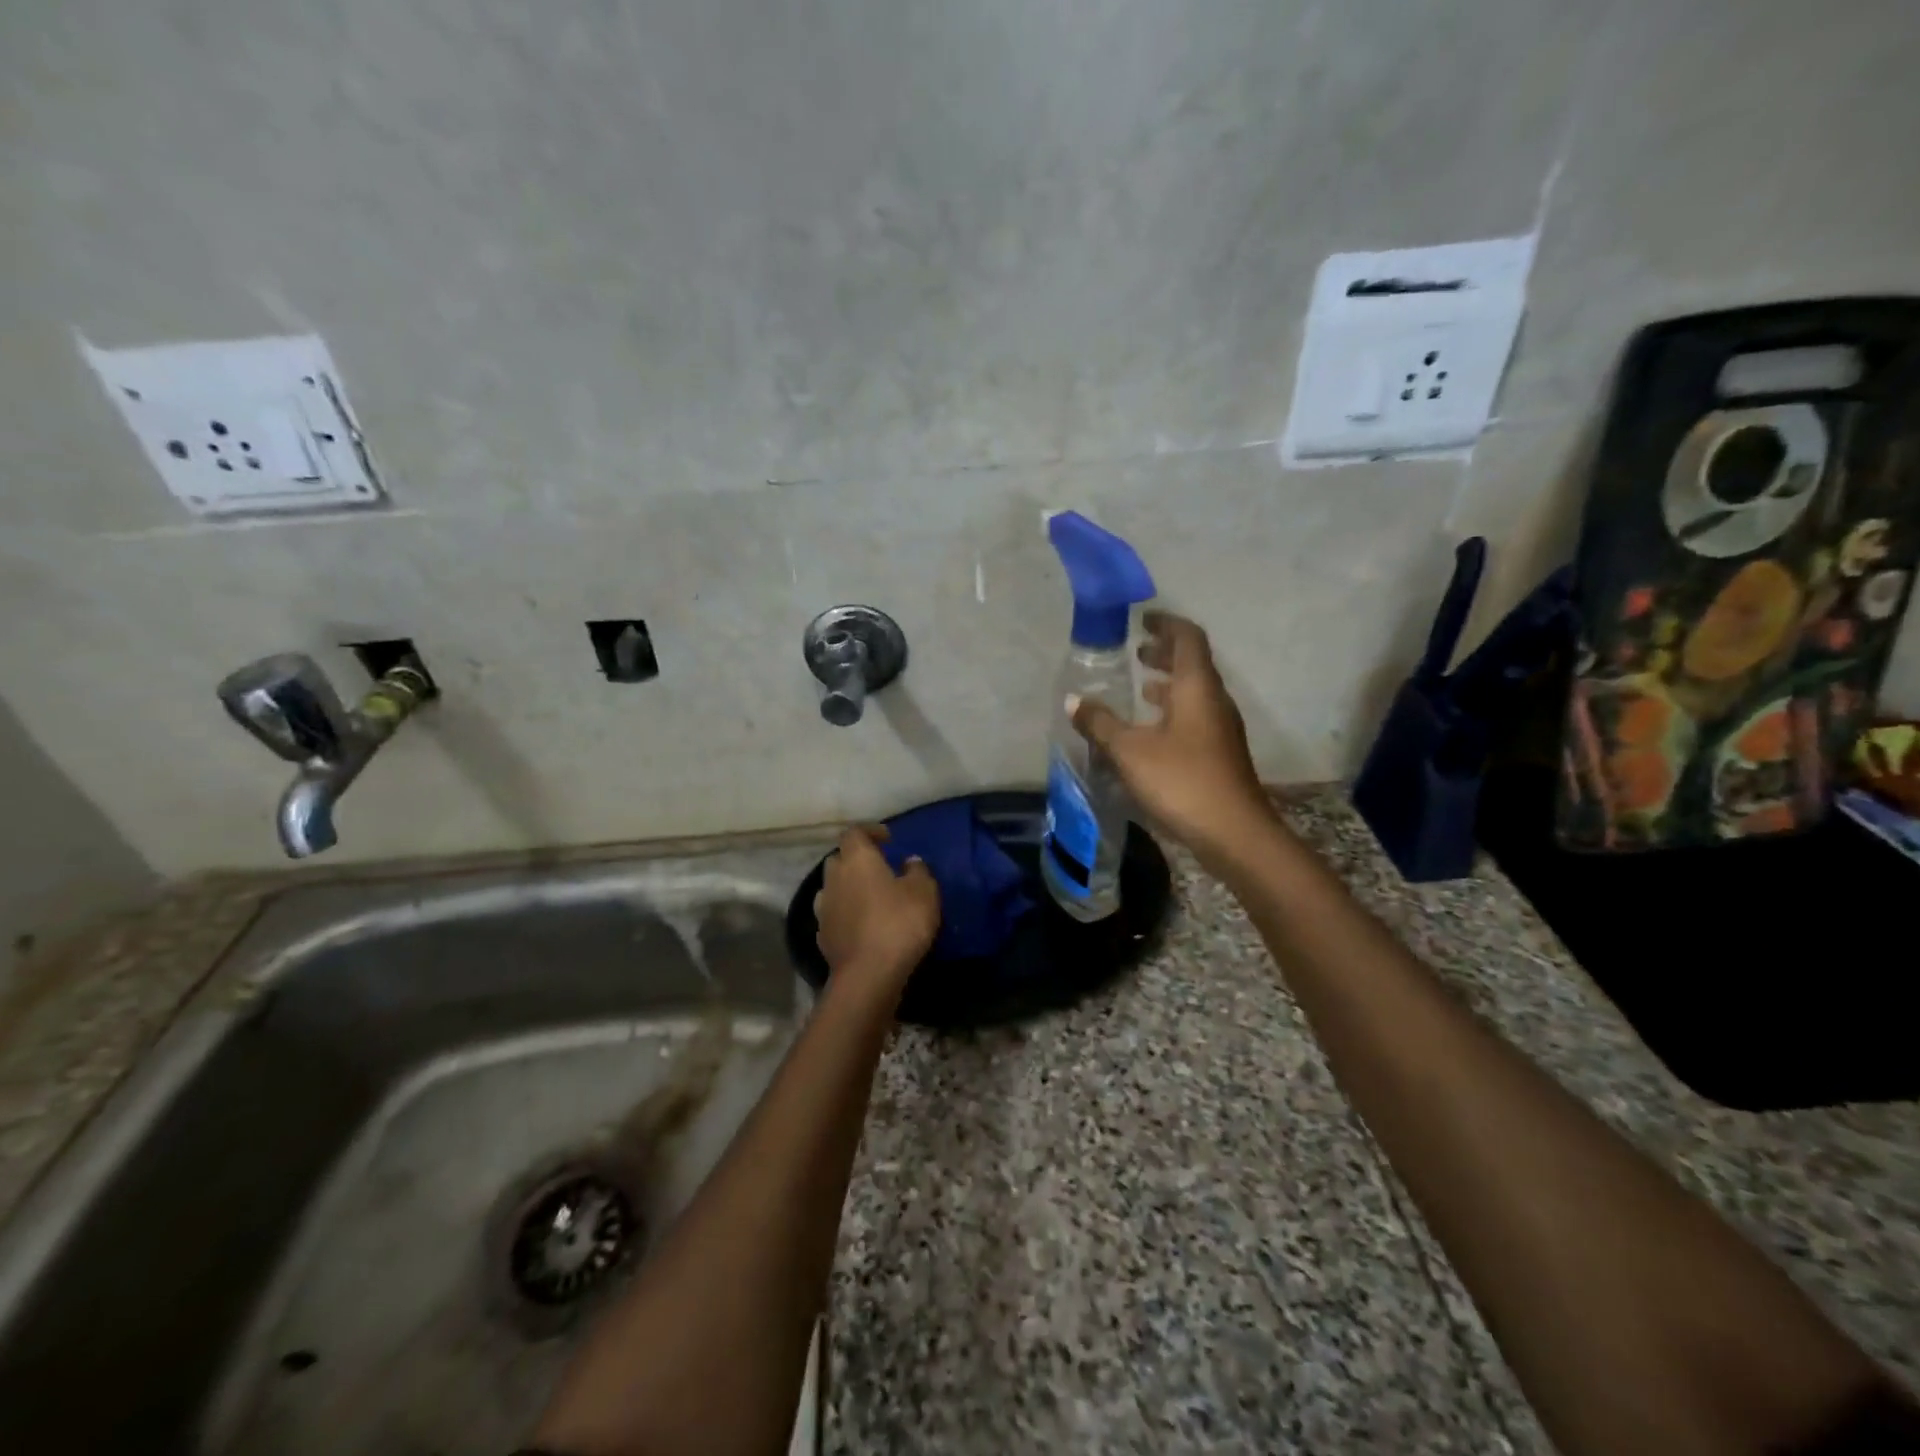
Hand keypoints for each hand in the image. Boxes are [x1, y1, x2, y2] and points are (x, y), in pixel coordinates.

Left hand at [814, 826, 940, 999]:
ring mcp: (823, 908)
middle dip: (857, 860)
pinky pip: (834, 915)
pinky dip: (846, 914)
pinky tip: (862, 926)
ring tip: (870, 898)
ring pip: (833, 888)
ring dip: (849, 888)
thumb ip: (918, 870)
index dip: (870, 832)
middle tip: (880, 869)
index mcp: (857, 859)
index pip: (854, 832)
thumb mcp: (924, 891)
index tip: (888, 840)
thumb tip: (909, 862)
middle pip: (840, 859)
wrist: (868, 975)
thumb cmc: (899, 923)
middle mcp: (833, 878)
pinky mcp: (822, 936)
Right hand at [1070, 611, 1276, 866]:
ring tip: (1139, 688)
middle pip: (1193, 663)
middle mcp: (1214, 701)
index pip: (1188, 638)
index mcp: (1198, 687)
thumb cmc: (1182, 781)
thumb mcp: (1130, 751)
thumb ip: (1101, 724)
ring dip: (1169, 684)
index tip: (1143, 620)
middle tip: (1136, 653)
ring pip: (1195, 692)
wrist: (1234, 833)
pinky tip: (1150, 731)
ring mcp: (1221, 728)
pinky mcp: (1220, 753)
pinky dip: (1173, 710)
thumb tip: (1073, 701)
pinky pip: (1195, 717)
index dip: (1166, 624)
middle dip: (1165, 653)